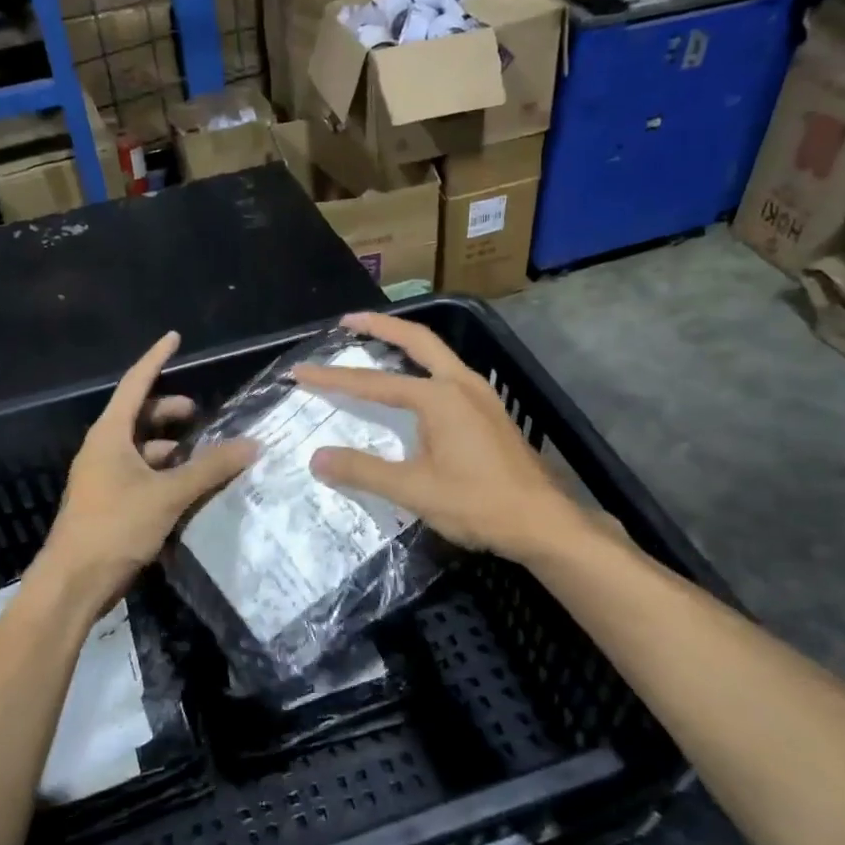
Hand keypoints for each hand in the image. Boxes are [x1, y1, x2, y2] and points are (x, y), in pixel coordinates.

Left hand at [36, 330, 257, 606]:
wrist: (73, 583)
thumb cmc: (115, 527)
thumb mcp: (168, 495)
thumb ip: (210, 468)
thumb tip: (251, 444)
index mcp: (109, 435)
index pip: (135, 384)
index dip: (156, 359)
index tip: (175, 338)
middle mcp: (103, 450)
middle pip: (138, 416)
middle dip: (168, 410)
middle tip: (200, 415)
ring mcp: (104, 478)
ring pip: (141, 448)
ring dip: (170, 446)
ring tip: (203, 455)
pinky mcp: (109, 503)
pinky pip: (141, 474)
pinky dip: (165, 473)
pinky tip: (188, 487)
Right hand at [292, 311, 583, 563]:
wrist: (543, 522)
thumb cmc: (479, 504)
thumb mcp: (415, 491)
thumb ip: (364, 471)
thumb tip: (317, 458)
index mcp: (440, 398)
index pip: (374, 383)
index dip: (334, 378)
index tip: (300, 371)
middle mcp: (461, 384)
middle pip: (417, 340)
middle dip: (380, 327)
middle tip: (347, 322)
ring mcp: (481, 395)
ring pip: (437, 354)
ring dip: (405, 344)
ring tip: (376, 344)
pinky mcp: (490, 411)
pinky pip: (449, 373)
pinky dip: (423, 366)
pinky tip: (414, 386)